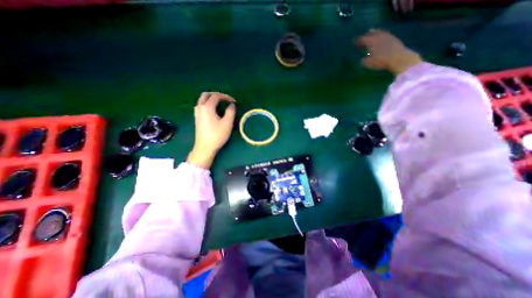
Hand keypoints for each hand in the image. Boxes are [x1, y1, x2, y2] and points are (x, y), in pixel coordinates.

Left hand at [188, 92, 235, 167]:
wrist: (205, 147)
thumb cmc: (217, 135)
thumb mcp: (227, 123)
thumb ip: (230, 112)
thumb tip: (231, 105)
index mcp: (207, 107)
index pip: (216, 96)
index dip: (226, 97)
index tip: (233, 102)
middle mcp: (200, 107)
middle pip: (206, 95)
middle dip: (216, 95)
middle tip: (225, 99)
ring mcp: (197, 113)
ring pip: (202, 100)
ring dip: (211, 99)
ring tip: (220, 104)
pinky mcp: (197, 118)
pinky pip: (201, 105)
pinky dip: (207, 104)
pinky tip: (213, 110)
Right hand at [357, 29, 423, 74]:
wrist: (398, 58)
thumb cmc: (381, 61)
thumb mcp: (369, 63)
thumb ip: (364, 60)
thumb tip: (362, 59)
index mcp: (370, 41)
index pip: (362, 39)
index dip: (358, 41)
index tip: (354, 42)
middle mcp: (378, 36)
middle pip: (371, 33)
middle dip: (366, 36)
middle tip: (362, 39)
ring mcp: (387, 36)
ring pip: (378, 32)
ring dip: (374, 34)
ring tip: (371, 36)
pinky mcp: (393, 38)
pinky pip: (384, 34)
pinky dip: (381, 36)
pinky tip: (380, 39)